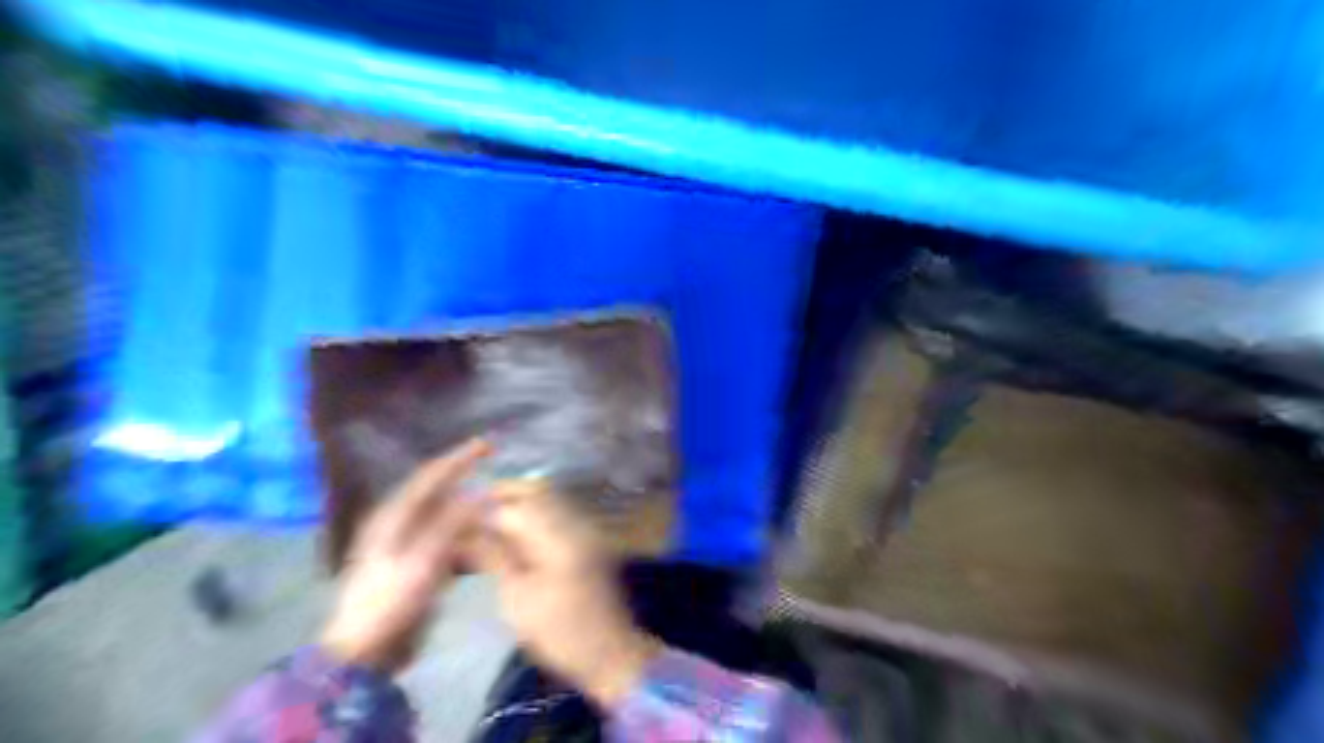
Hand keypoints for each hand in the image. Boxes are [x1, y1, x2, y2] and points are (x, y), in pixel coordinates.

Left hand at [319, 438, 489, 675]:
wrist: (364, 652)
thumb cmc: (389, 603)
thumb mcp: (423, 561)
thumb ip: (453, 524)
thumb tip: (482, 494)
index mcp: (394, 517)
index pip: (431, 476)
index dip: (459, 458)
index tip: (487, 445)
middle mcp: (398, 524)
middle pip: (437, 491)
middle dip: (465, 477)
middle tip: (495, 468)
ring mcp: (406, 545)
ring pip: (443, 514)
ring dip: (468, 504)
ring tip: (495, 499)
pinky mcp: (415, 565)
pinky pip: (446, 537)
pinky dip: (465, 530)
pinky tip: (482, 534)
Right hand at [477, 481, 661, 707]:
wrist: (609, 651)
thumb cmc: (558, 632)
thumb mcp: (517, 599)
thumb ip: (494, 557)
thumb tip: (465, 532)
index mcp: (559, 537)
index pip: (515, 507)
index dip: (483, 509)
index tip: (455, 517)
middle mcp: (576, 522)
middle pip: (537, 490)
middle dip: (503, 494)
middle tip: (471, 510)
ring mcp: (587, 527)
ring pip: (550, 497)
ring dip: (519, 501)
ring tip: (486, 521)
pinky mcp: (590, 537)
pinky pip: (559, 511)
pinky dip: (535, 513)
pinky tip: (514, 532)